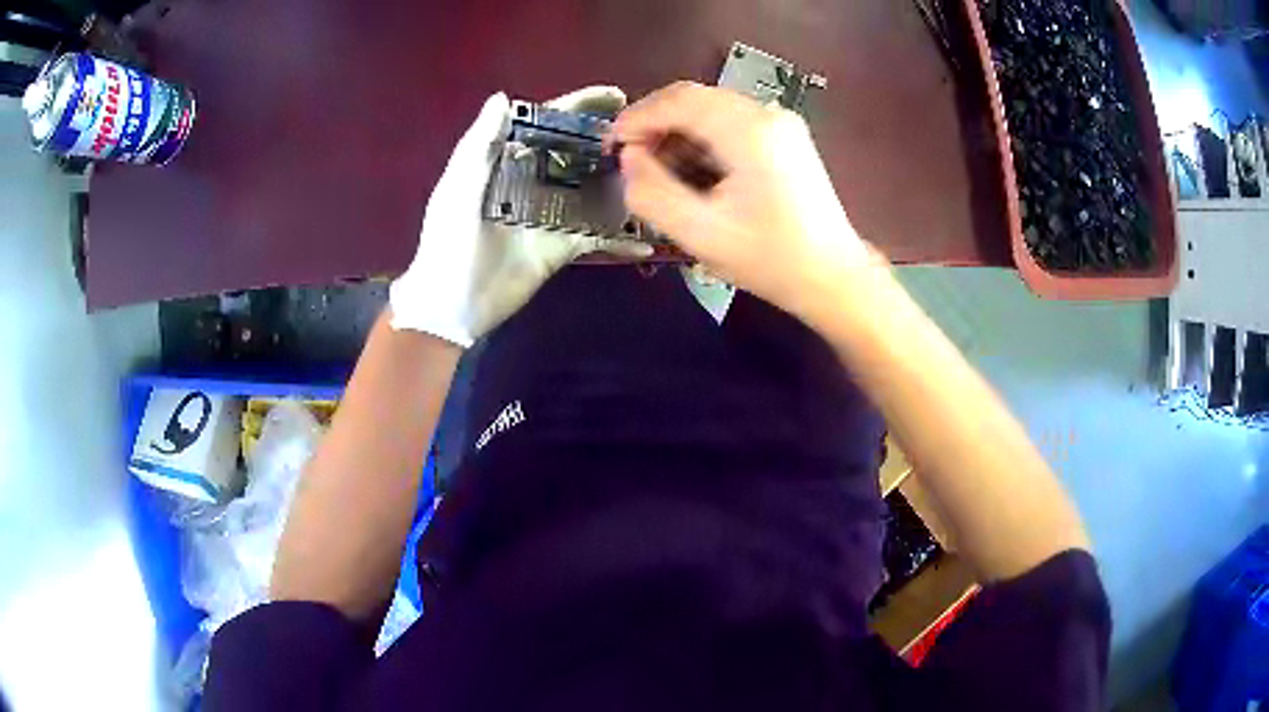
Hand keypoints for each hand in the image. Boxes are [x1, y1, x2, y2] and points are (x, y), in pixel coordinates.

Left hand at [390, 88, 652, 346]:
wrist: (453, 303)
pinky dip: (623, 237)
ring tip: (660, 169)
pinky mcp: (564, 246)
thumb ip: (479, 143)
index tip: (616, 95)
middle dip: (610, 139)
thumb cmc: (449, 241)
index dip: (579, 106)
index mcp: (508, 162)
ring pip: (595, 189)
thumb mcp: (457, 187)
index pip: (547, 124)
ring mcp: (553, 214)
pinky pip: (599, 236)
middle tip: (649, 132)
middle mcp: (535, 181)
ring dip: (623, 180)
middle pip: (578, 151)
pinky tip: (650, 234)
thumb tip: (504, 97)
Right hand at [611, 82, 876, 319]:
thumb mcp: (701, 234)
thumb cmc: (771, 260)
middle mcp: (768, 115)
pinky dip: (703, 140)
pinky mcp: (786, 138)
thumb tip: (629, 158)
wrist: (833, 277)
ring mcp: (781, 124)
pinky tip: (695, 171)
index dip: (637, 116)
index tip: (611, 145)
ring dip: (679, 133)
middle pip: (696, 100)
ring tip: (661, 172)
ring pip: (712, 111)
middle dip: (656, 125)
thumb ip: (653, 192)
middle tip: (632, 161)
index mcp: (750, 130)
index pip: (680, 99)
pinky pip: (731, 124)